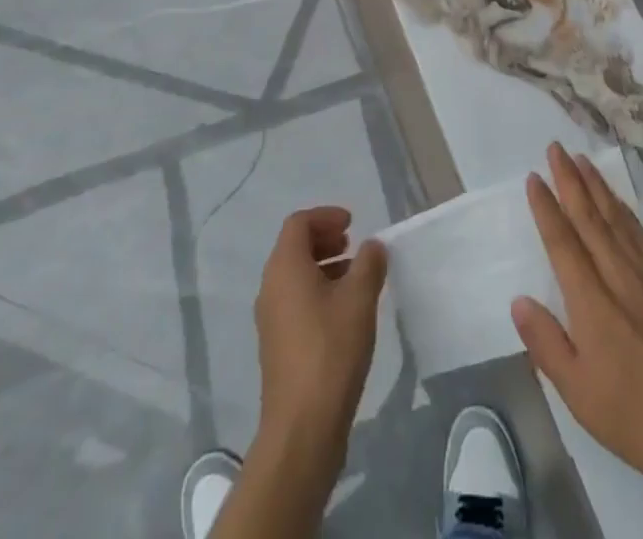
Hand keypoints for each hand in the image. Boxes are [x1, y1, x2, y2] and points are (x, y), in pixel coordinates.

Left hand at [251, 206, 387, 474]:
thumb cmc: (331, 350)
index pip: (299, 223)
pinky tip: (344, 312)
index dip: (326, 216)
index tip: (353, 223)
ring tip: (355, 277)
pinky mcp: (276, 345)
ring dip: (324, 266)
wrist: (302, 427)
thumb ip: (369, 264)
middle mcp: (271, 287)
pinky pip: (295, 300)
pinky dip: (318, 291)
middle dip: (325, 239)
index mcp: (285, 267)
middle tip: (353, 244)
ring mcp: (270, 318)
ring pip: (295, 275)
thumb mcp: (359, 299)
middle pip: (294, 247)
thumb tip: (372, 246)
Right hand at [512, 144, 642, 538]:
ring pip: (617, 219)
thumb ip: (546, 343)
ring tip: (583, 161)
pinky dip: (625, 211)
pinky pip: (641, 235)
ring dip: (597, 186)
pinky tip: (620, 203)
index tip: (534, 177)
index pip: (563, 242)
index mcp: (592, 301)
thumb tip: (519, 300)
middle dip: (570, 180)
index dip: (546, 207)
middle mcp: (619, 277)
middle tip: (556, 148)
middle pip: (590, 218)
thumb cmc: (635, 416)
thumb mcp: (578, 392)